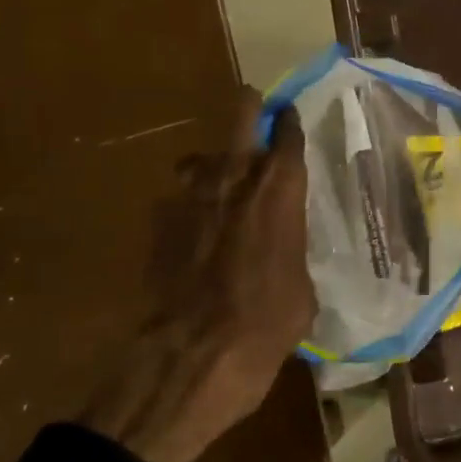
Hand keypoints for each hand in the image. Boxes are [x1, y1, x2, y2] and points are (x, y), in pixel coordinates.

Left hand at [81, 85, 315, 461]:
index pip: (288, 137)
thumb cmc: (267, 323)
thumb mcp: (302, 289)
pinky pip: (177, 201)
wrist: (194, 354)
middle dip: (249, 107)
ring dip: (213, 165)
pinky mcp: (158, 222)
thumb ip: (292, 252)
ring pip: (201, 158)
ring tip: (220, 188)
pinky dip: (188, 210)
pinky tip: (193, 238)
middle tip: (255, 109)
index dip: (289, 123)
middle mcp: (234, 180)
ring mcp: (189, 196)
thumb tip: (284, 251)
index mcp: (279, 192)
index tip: (290, 116)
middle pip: (240, 116)